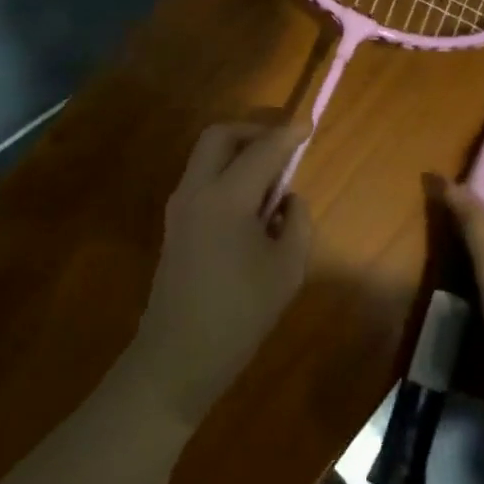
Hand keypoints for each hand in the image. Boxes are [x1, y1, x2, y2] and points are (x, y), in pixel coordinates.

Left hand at [128, 118, 313, 424]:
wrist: (178, 357)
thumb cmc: (239, 315)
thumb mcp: (287, 269)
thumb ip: (296, 222)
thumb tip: (286, 199)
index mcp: (225, 198)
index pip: (262, 150)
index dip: (289, 134)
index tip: (309, 125)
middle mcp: (195, 191)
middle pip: (220, 136)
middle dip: (254, 130)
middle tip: (285, 144)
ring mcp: (178, 207)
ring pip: (207, 157)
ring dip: (239, 153)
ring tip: (273, 178)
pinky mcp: (174, 225)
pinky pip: (202, 181)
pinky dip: (227, 175)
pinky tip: (252, 205)